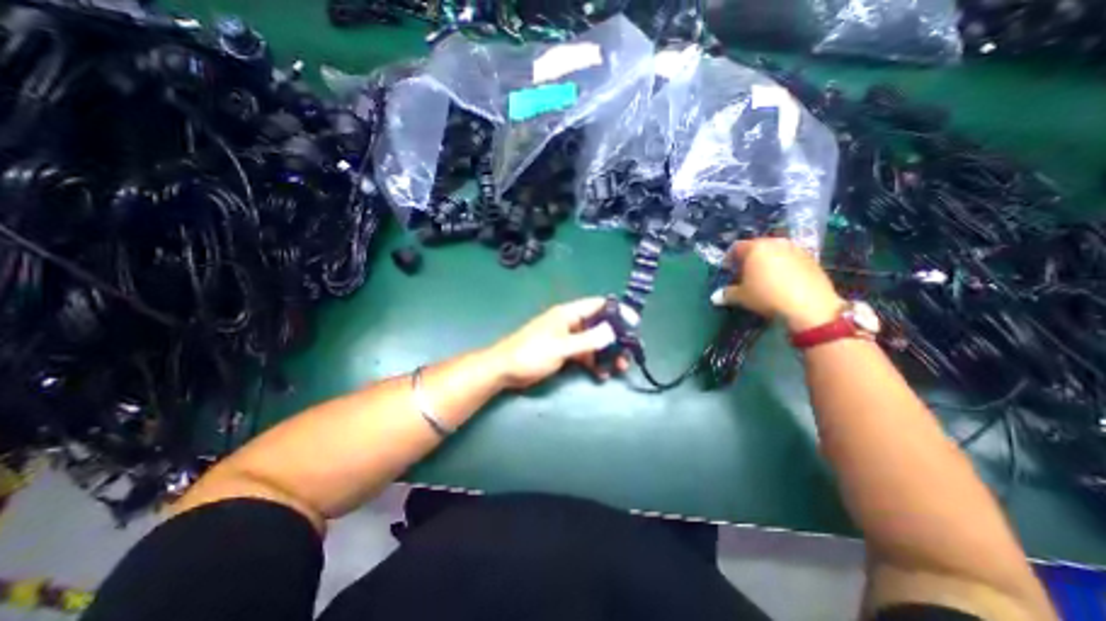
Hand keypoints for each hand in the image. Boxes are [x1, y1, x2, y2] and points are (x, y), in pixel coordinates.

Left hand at [484, 297, 630, 388]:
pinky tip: (602, 374)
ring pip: (594, 342)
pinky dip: (594, 362)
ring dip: (606, 353)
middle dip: (614, 338)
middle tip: (628, 354)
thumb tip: (612, 331)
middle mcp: (570, 323)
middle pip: (599, 325)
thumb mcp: (561, 347)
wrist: (505, 370)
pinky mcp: (564, 352)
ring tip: (619, 367)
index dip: (616, 311)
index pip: (597, 305)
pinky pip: (585, 355)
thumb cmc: (531, 354)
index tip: (633, 324)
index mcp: (568, 314)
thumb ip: (587, 340)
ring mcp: (568, 338)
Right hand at [714, 239, 842, 334]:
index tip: (728, 272)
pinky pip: (790, 259)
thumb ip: (727, 293)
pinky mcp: (811, 258)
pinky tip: (782, 282)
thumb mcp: (741, 297)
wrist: (809, 305)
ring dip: (767, 262)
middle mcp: (775, 243)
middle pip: (757, 247)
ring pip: (775, 252)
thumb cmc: (767, 295)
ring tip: (764, 279)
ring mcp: (795, 249)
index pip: (736, 248)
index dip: (729, 260)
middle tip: (745, 275)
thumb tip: (715, 297)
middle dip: (749, 260)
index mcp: (755, 248)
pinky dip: (783, 266)